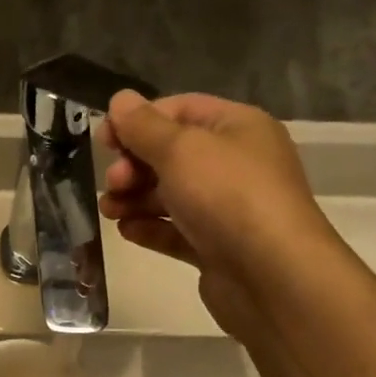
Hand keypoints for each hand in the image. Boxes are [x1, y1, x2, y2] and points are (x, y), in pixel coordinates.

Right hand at [100, 91, 334, 337]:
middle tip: (113, 182)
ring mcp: (227, 209)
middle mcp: (235, 164)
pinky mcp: (217, 248)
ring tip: (109, 211)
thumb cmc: (228, 196)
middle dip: (135, 165)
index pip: (180, 110)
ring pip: (171, 195)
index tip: (104, 140)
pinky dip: (151, 228)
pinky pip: (177, 231)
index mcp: (237, 127)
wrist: (271, 275)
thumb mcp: (181, 149)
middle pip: (172, 155)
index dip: (139, 121)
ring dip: (135, 199)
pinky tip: (127, 231)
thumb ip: (144, 126)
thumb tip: (120, 100)